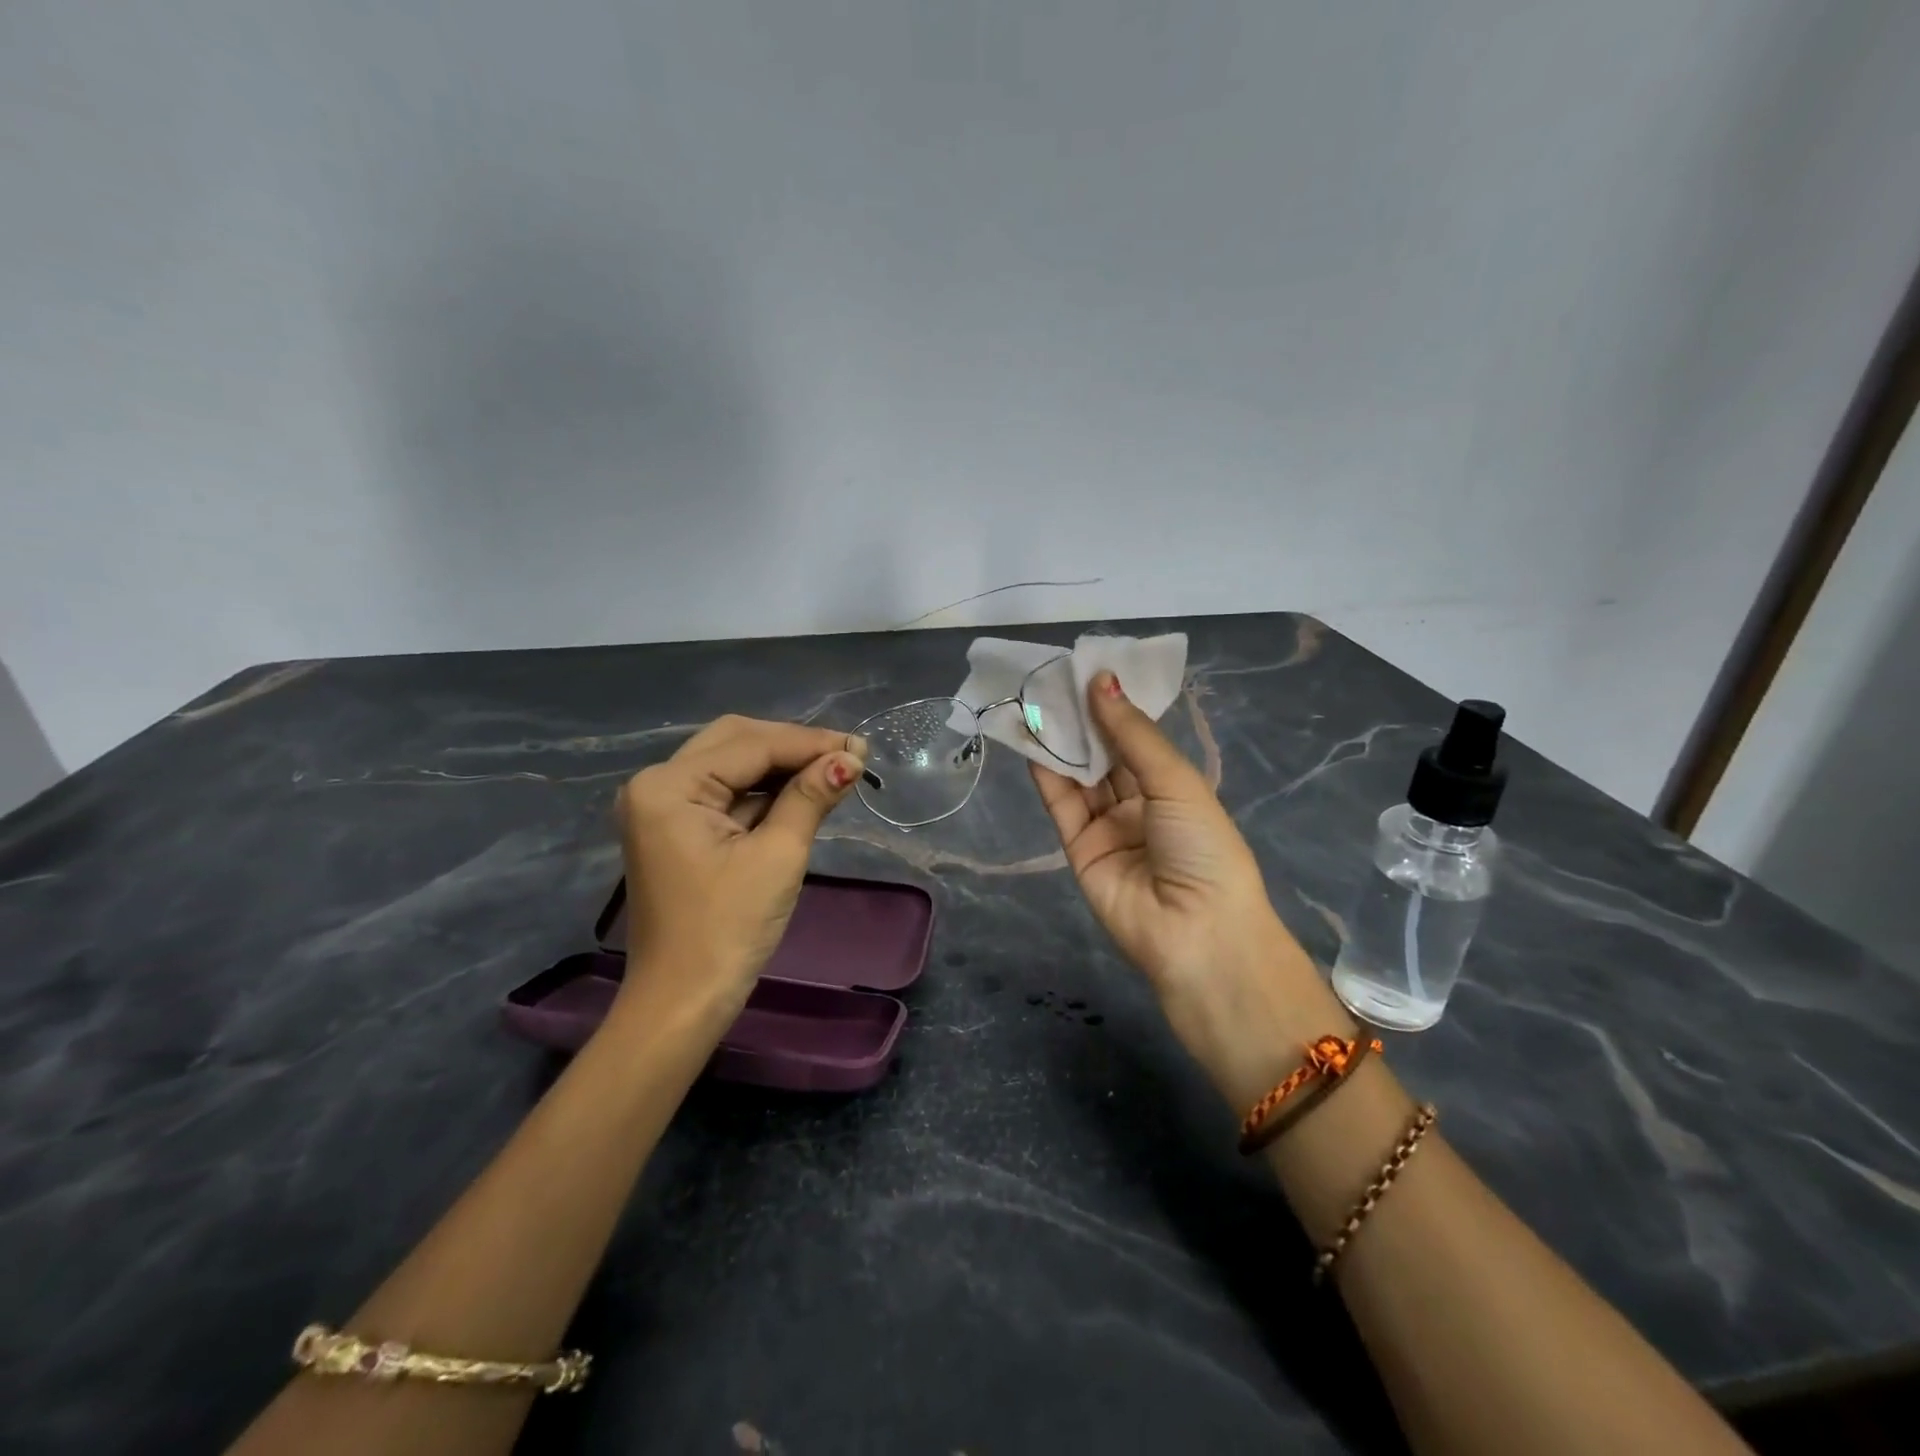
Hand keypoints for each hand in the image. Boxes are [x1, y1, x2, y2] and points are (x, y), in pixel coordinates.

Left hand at [614, 715, 866, 1012]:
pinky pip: (726, 794)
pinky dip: (764, 792)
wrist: (682, 1003)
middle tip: (847, 758)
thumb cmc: (728, 930)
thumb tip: (850, 758)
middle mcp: (656, 785)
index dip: (810, 743)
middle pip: (735, 742)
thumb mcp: (777, 856)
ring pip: (732, 765)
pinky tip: (802, 793)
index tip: (861, 748)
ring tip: (834, 772)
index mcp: (669, 786)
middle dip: (793, 746)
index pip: (751, 745)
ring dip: (781, 767)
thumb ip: (810, 797)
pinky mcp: (676, 830)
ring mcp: (662, 808)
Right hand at [1029, 673, 1342, 1106]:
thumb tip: (1102, 682)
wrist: (1196, 935)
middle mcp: (1140, 805)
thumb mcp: (1177, 783)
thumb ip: (1133, 735)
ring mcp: (1108, 827)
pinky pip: (1062, 804)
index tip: (1088, 669)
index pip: (1138, 739)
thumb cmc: (1204, 849)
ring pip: (1079, 776)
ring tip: (1035, 699)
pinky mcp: (1079, 848)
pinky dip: (1046, 773)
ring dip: (1060, 740)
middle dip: (1082, 719)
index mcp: (1174, 788)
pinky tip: (1031, 738)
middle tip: (1053, 678)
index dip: (1115, 706)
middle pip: (1105, 755)